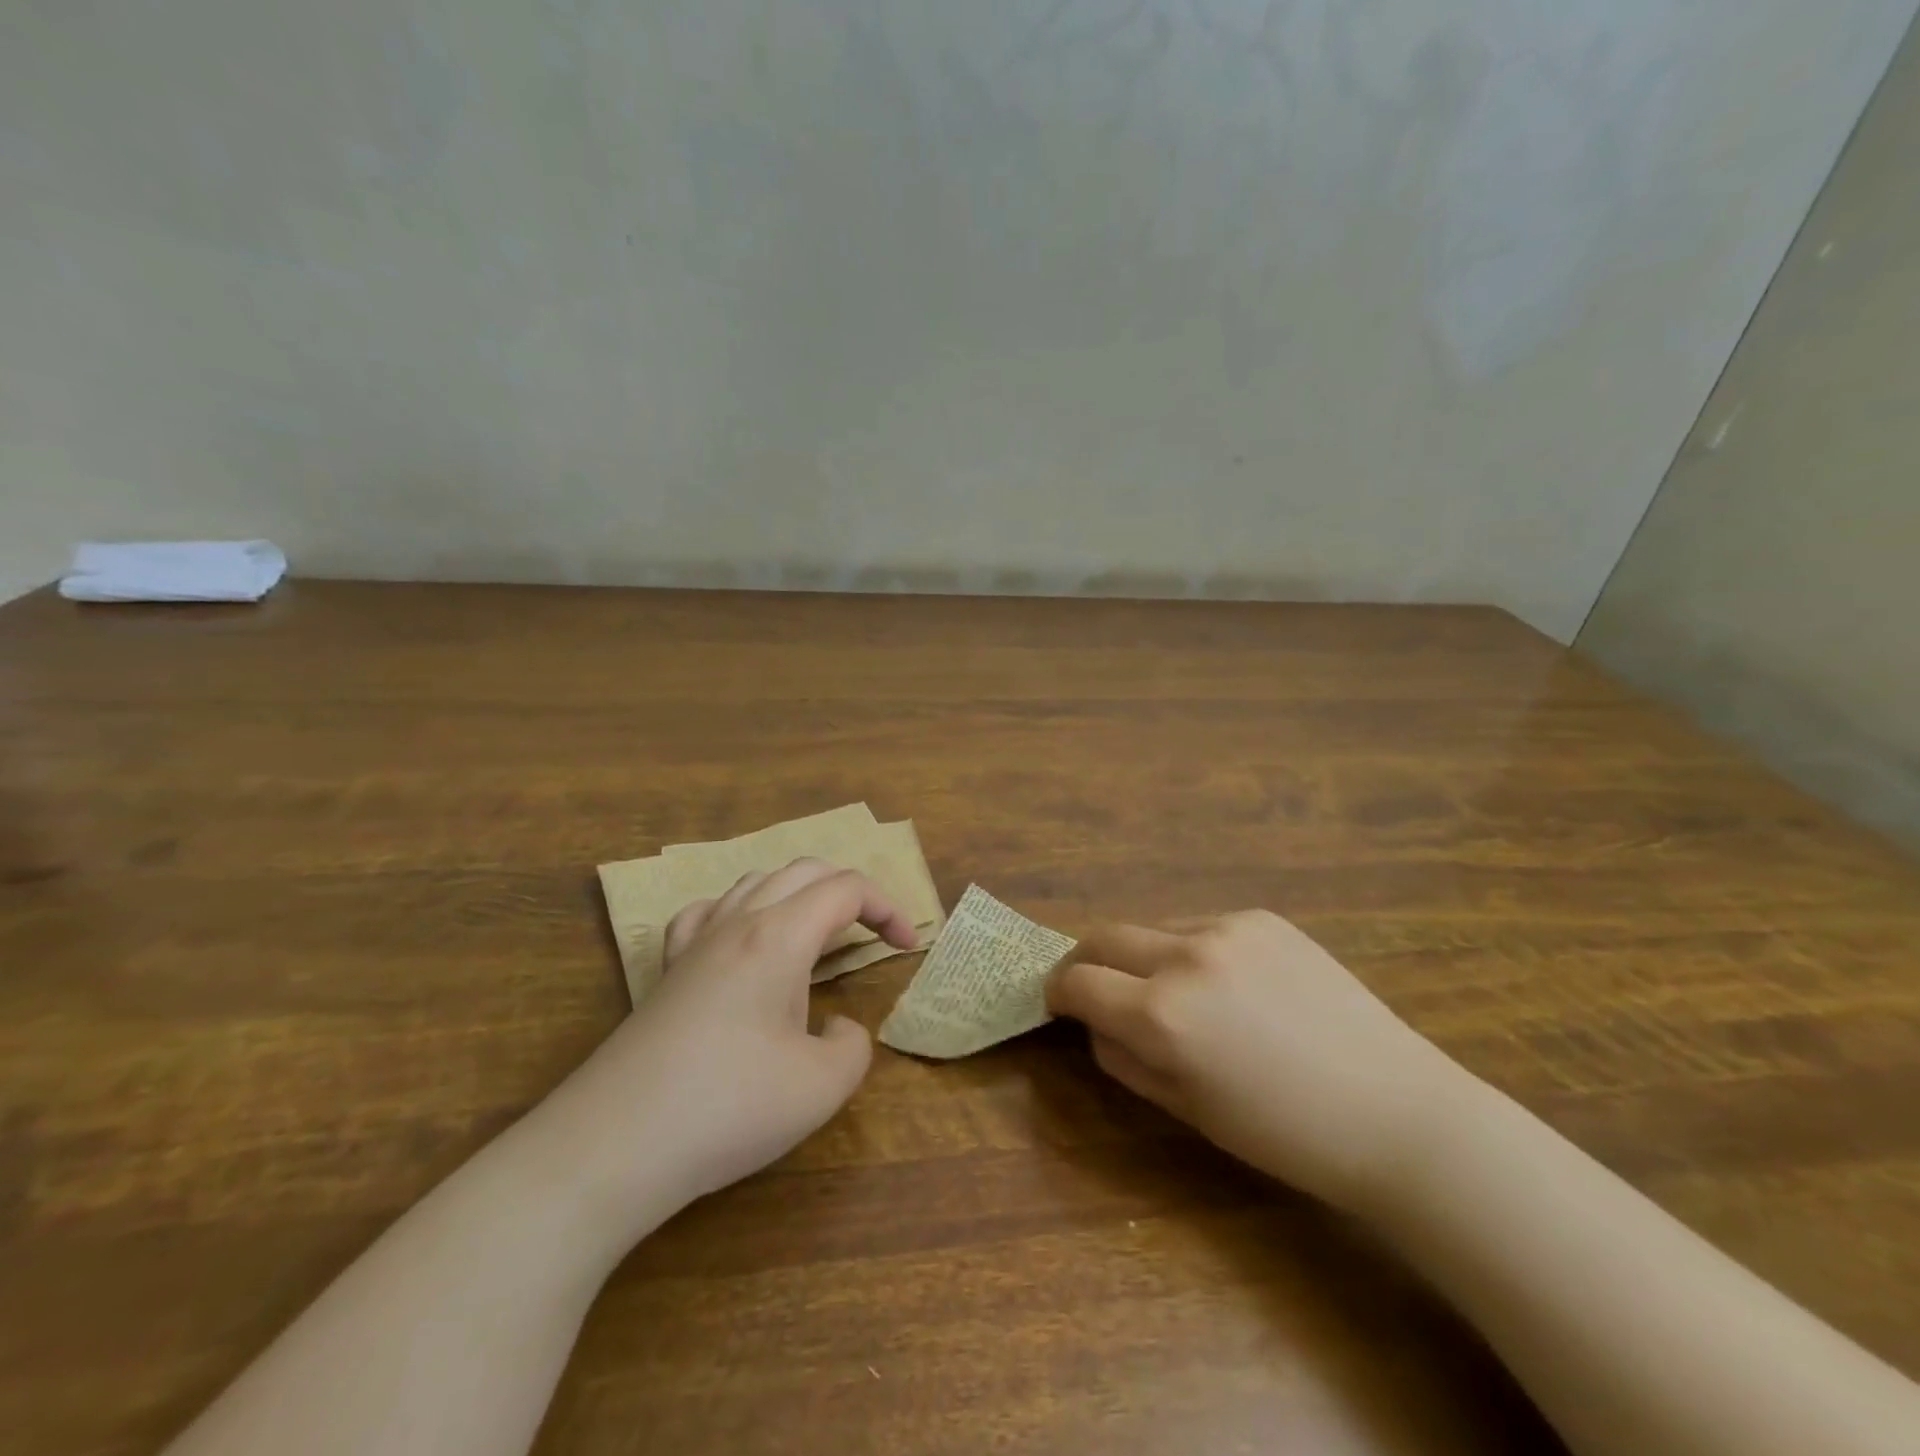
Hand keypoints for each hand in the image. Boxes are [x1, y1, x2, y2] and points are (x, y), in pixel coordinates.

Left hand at [538, 860, 917, 1221]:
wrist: (612, 1147)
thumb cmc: (728, 1107)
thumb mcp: (820, 1087)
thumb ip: (853, 1047)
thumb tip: (839, 1028)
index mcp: (779, 935)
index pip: (846, 889)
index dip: (887, 908)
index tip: (907, 947)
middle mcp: (737, 923)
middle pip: (804, 871)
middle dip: (850, 892)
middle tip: (873, 934)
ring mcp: (694, 944)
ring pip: (756, 882)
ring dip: (799, 894)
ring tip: (815, 934)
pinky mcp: (666, 973)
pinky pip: (707, 913)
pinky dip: (741, 911)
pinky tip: (741, 942)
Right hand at [1047, 910, 1475, 1211]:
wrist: (1397, 1113)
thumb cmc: (1285, 1134)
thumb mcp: (1188, 1111)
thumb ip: (1125, 1061)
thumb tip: (1095, 1025)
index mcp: (1163, 1015)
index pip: (1077, 981)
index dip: (1057, 992)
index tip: (1059, 1004)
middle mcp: (1186, 956)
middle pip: (1103, 936)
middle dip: (1085, 961)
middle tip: (1092, 988)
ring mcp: (1227, 928)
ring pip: (1153, 927)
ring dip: (1141, 955)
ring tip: (1171, 992)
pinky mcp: (1263, 918)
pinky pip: (1201, 924)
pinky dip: (1190, 948)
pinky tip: (1227, 984)